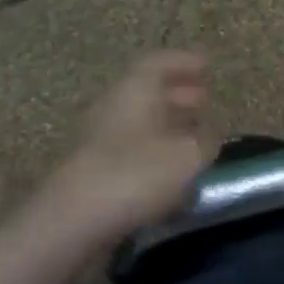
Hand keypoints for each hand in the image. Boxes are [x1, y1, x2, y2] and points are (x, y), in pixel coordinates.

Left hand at [47, 52, 218, 240]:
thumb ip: (205, 140)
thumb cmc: (135, 174)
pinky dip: (155, 154)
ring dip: (168, 126)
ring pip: (140, 122)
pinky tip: (173, 173)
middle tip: (205, 99)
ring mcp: (99, 139)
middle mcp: (114, 106)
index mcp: (135, 89)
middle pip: (148, 91)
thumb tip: (210, 134)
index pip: (159, 62)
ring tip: (195, 137)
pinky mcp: (93, 171)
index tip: (207, 65)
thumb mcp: (187, 156)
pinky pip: (131, 151)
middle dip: (179, 94)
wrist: (72, 222)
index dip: (184, 62)